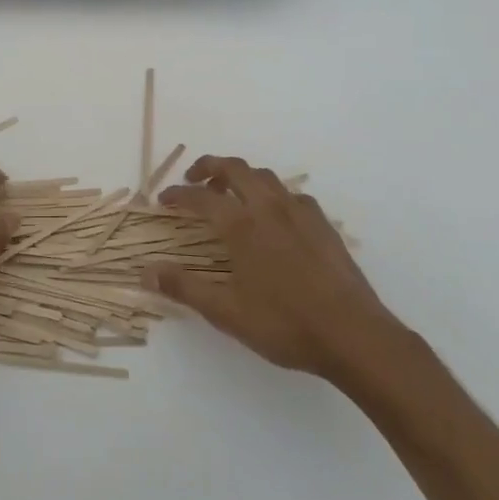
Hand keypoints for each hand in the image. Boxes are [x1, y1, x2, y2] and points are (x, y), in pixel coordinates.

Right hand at [151, 155, 398, 381]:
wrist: (352, 333)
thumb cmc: (285, 324)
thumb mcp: (227, 312)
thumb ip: (185, 288)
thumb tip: (145, 273)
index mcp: (243, 226)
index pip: (201, 197)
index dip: (178, 194)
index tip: (163, 199)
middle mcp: (270, 208)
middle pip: (235, 169)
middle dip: (209, 166)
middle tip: (193, 178)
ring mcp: (300, 212)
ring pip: (265, 176)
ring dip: (241, 176)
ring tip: (229, 193)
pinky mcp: (322, 223)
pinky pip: (290, 194)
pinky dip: (271, 194)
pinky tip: (272, 216)